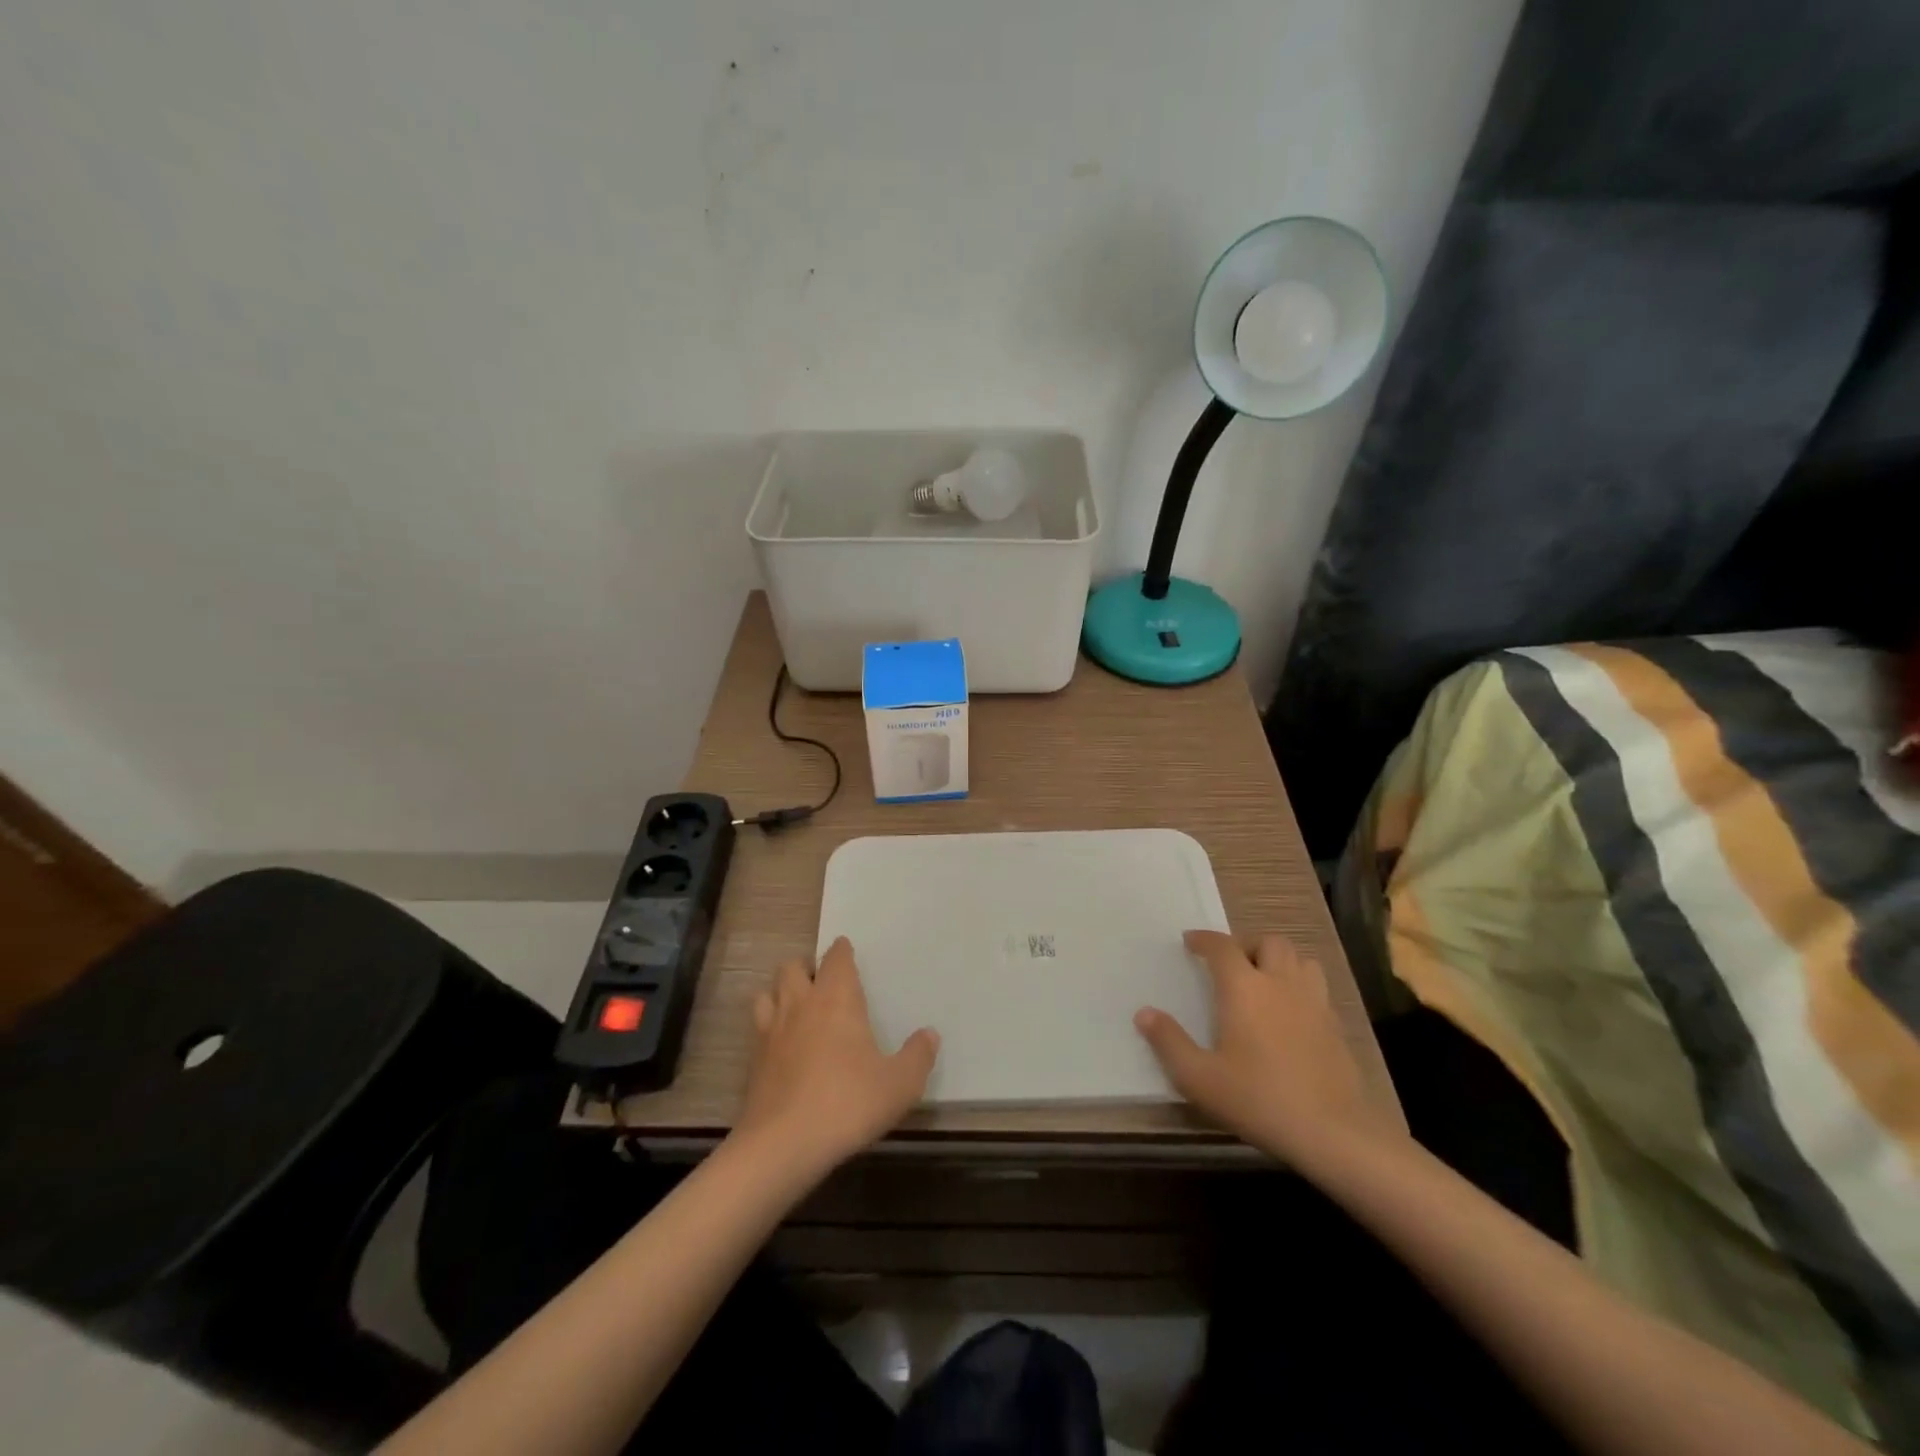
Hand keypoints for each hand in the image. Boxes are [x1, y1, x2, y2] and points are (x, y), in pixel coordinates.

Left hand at [735, 937, 938, 1176]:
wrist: (783, 1145)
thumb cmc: (848, 1103)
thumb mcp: (899, 1084)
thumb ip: (918, 1056)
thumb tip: (930, 1034)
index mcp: (836, 999)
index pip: (836, 958)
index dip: (842, 951)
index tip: (846, 950)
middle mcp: (801, 1005)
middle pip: (793, 967)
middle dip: (806, 968)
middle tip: (822, 981)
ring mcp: (772, 1032)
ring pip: (768, 993)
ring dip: (780, 993)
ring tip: (797, 1007)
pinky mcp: (754, 1062)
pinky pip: (758, 1029)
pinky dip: (769, 1028)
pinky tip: (782, 1046)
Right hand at [1135, 930, 1397, 1167]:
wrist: (1333, 1132)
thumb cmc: (1258, 1098)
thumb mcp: (1199, 1077)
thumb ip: (1168, 1042)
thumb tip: (1143, 1013)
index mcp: (1244, 987)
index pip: (1222, 946)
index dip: (1204, 939)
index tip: (1190, 941)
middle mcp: (1280, 983)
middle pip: (1269, 942)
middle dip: (1248, 946)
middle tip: (1232, 966)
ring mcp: (1314, 1002)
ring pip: (1300, 959)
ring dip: (1280, 962)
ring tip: (1265, 982)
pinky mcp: (1336, 1026)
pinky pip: (1317, 988)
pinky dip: (1300, 987)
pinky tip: (1291, 1014)